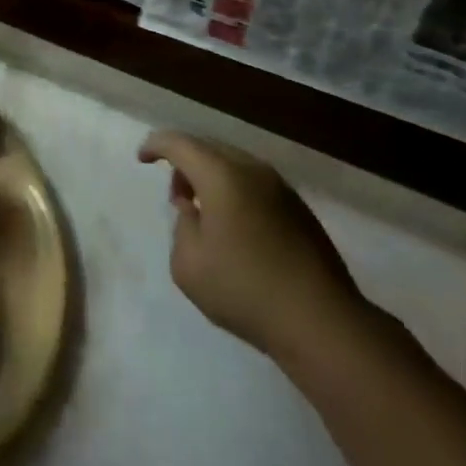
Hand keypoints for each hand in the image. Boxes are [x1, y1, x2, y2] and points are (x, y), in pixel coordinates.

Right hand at [138, 131, 368, 360]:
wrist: (322, 323)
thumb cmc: (245, 290)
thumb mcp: (188, 265)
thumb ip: (181, 227)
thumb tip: (194, 211)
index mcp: (221, 174)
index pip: (179, 143)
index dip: (156, 145)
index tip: (142, 159)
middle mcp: (252, 169)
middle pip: (209, 148)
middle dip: (185, 163)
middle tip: (176, 196)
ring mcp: (281, 188)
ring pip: (235, 165)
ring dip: (212, 178)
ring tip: (205, 214)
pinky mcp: (300, 210)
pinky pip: (256, 184)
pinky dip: (236, 192)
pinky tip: (237, 229)